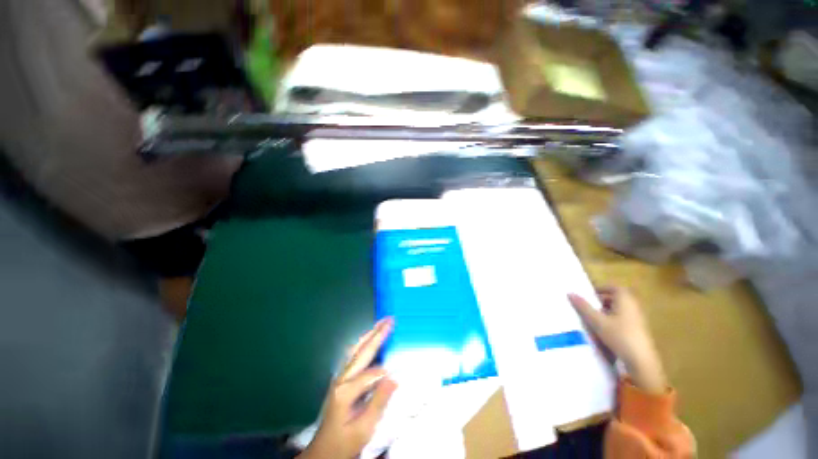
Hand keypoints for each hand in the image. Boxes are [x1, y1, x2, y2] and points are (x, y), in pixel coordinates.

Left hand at [299, 318, 397, 458]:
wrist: (324, 451)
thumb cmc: (344, 442)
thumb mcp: (364, 429)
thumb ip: (378, 402)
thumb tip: (394, 377)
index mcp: (345, 391)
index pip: (369, 375)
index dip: (384, 373)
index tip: (398, 372)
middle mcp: (341, 378)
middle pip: (361, 351)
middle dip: (377, 334)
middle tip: (390, 319)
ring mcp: (340, 376)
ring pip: (356, 349)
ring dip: (370, 334)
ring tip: (381, 322)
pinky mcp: (341, 377)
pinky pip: (354, 354)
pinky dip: (364, 342)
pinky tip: (370, 338)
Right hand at [569, 287, 667, 393]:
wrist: (640, 361)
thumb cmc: (619, 336)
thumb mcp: (597, 321)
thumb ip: (583, 307)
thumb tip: (570, 293)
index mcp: (626, 301)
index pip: (615, 288)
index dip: (603, 288)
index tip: (590, 294)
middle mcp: (633, 308)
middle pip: (618, 298)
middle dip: (602, 300)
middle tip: (589, 305)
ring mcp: (637, 320)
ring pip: (620, 310)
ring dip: (607, 311)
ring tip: (594, 318)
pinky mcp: (638, 331)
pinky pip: (623, 319)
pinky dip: (613, 320)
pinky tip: (604, 330)